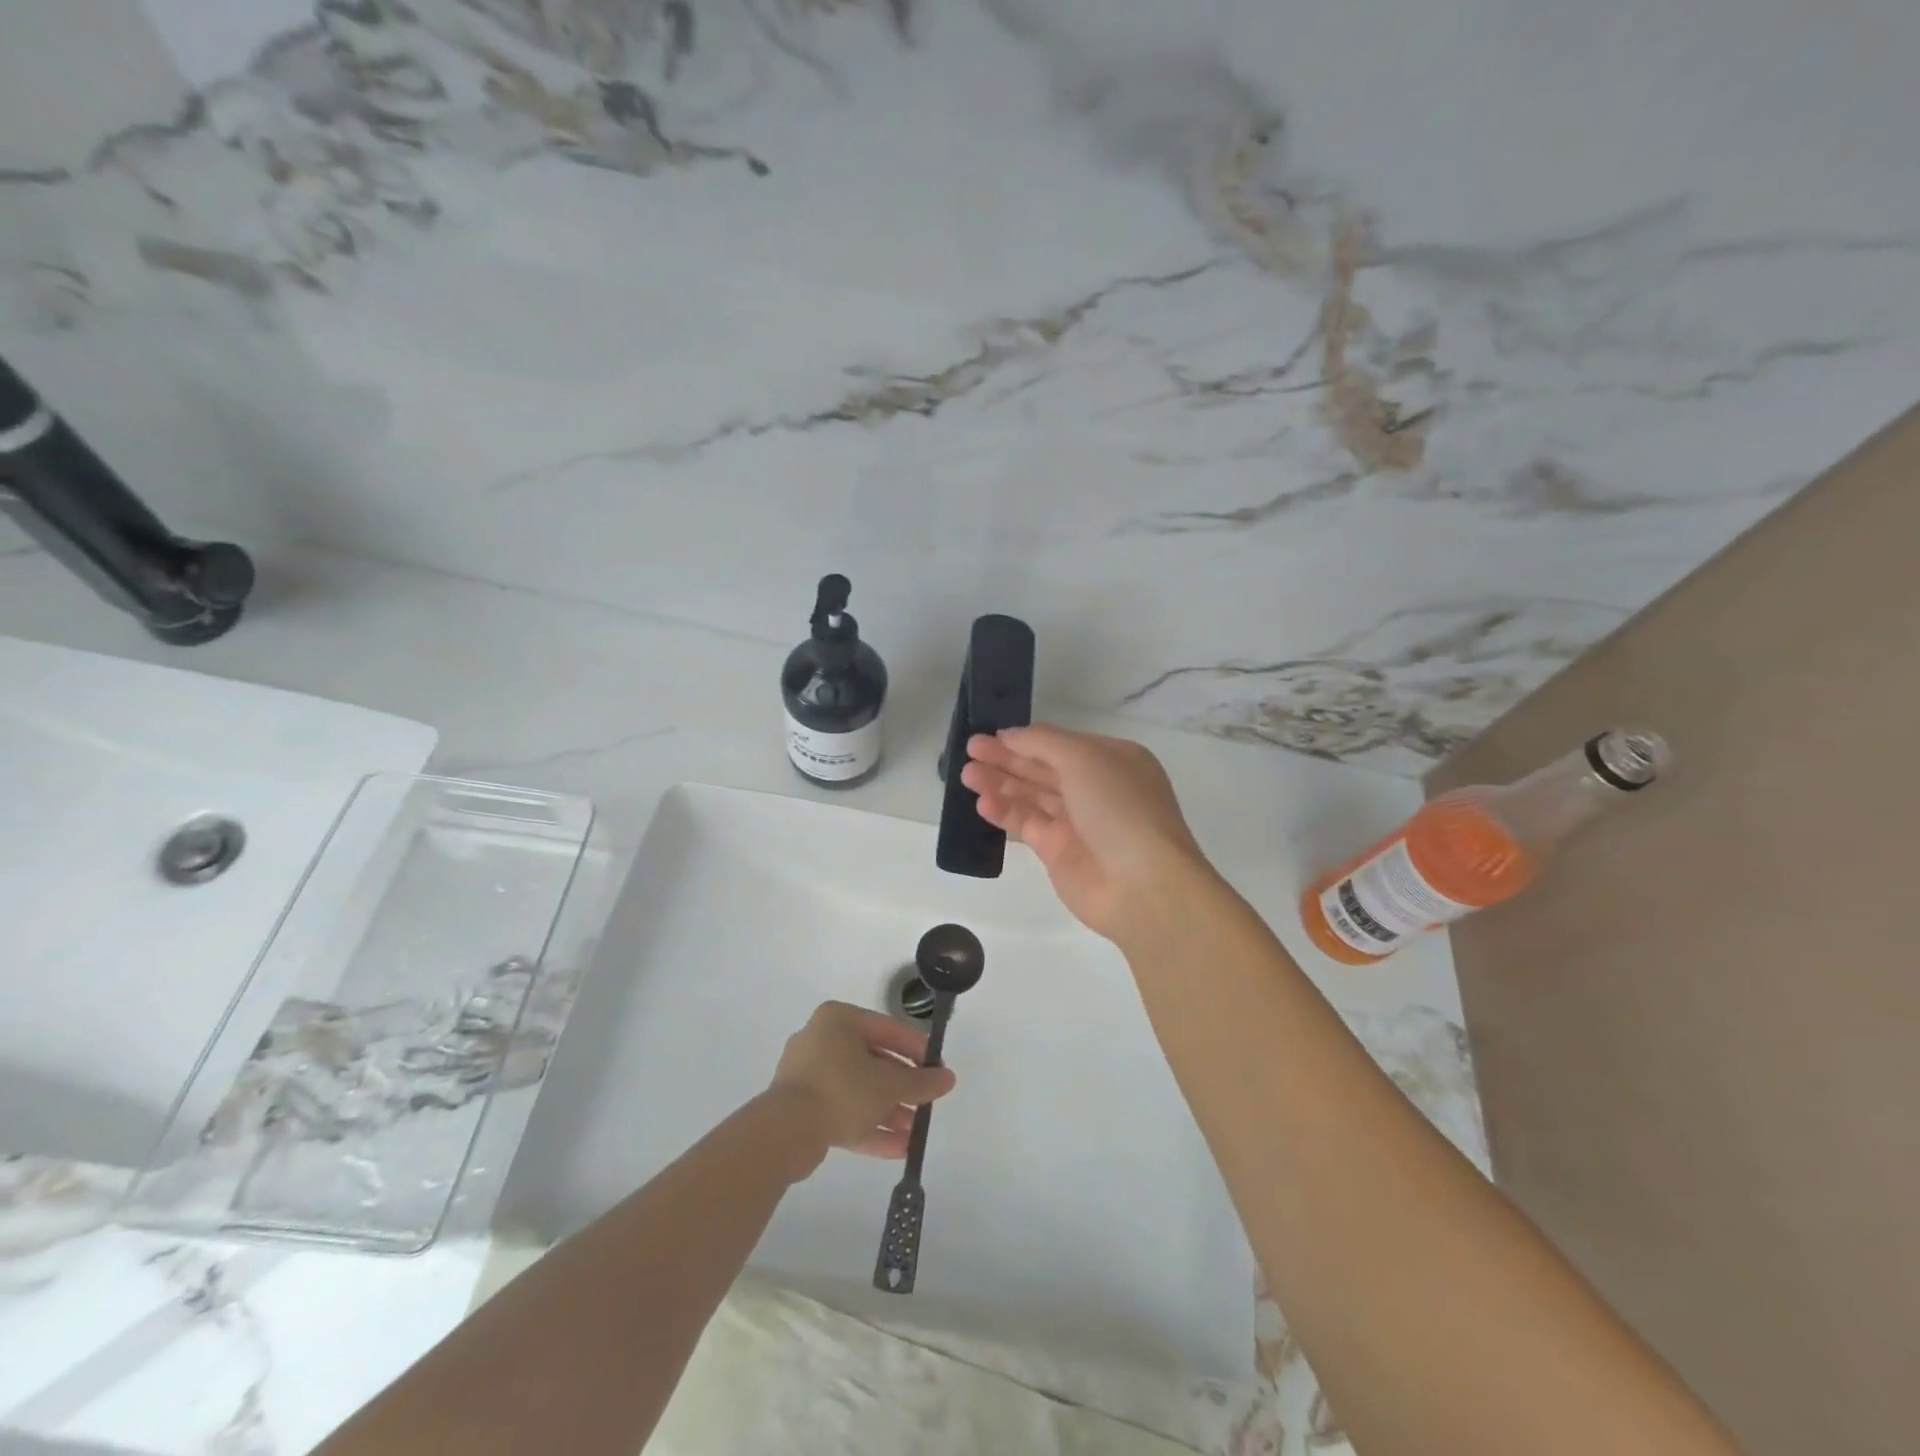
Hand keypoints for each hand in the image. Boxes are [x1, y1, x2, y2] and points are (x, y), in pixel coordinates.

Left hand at [768, 1001, 956, 1173]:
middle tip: (926, 1103)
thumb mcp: (889, 1085)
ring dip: (888, 1111)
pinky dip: (867, 1126)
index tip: (937, 1068)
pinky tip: (897, 1149)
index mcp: (838, 1020)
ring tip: (915, 1133)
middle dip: (902, 1088)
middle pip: (872, 1062)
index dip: (916, 1049)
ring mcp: (808, 1076)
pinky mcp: (801, 1108)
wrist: (785, 1132)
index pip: (887, 1029)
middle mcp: (821, 1040)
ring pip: (857, 1090)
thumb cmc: (842, 1090)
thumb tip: (949, 1078)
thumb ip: (921, 1082)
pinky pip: (842, 1111)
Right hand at [961, 723, 1216, 944]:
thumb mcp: (1084, 759)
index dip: (1026, 739)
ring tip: (967, 775)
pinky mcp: (1058, 853)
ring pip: (1031, 796)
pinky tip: (982, 803)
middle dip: (1006, 759)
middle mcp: (1096, 788)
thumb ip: (1043, 742)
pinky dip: (1005, 812)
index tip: (991, 735)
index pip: (1061, 744)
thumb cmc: (1120, 808)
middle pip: (1042, 768)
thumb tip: (1010, 735)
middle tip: (969, 750)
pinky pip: (1027, 825)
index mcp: (1113, 760)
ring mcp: (1077, 822)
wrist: (1142, 885)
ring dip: (1000, 783)